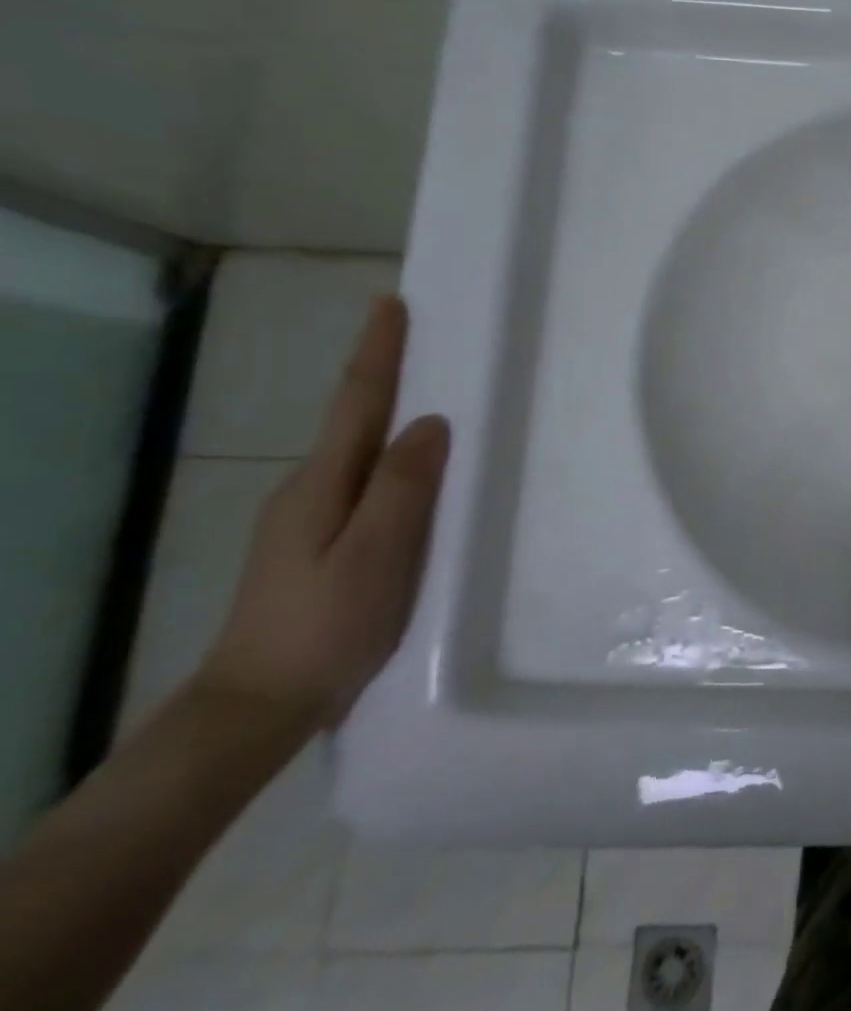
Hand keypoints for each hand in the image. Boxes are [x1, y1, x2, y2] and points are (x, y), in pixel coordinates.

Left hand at [196, 297, 448, 730]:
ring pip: (358, 451)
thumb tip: (430, 421)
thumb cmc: (329, 626)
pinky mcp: (316, 544)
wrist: (258, 706)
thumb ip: (404, 485)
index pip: (356, 401)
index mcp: (323, 483)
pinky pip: (362, 482)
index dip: (376, 351)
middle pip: (353, 418)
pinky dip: (389, 457)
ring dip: (389, 414)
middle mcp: (308, 488)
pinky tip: (413, 471)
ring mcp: (305, 519)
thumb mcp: (377, 553)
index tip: (390, 304)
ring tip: (432, 396)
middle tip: (422, 340)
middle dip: (384, 373)